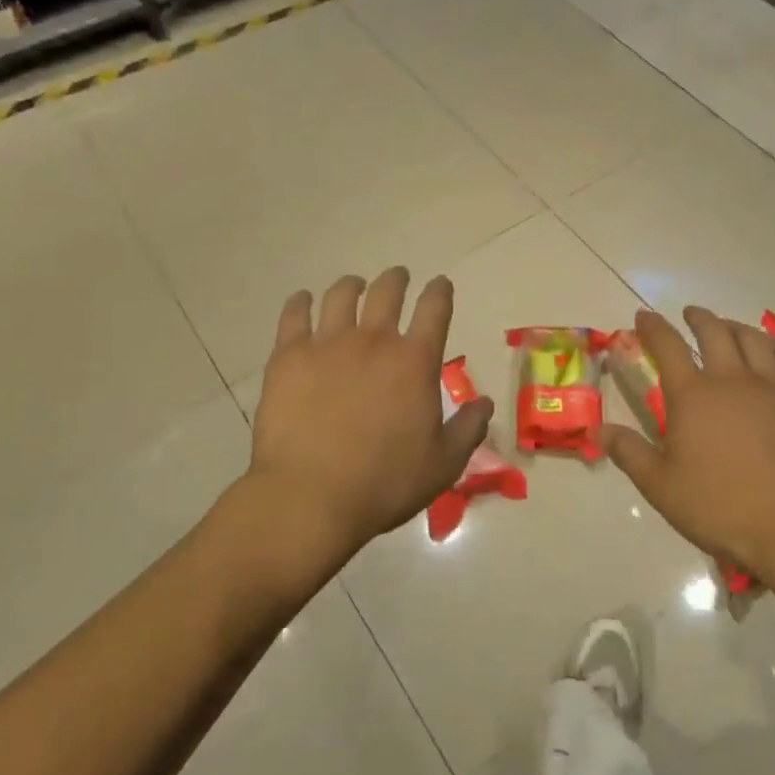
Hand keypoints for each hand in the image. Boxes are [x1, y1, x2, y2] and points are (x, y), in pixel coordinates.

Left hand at [247, 267, 494, 561]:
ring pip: (341, 295)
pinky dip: (301, 301)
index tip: (440, 284)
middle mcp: (374, 340)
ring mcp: (328, 344)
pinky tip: (303, 300)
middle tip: (398, 278)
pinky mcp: (289, 356)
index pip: (435, 308)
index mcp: (415, 361)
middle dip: (397, 279)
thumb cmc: (384, 483)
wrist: (310, 497)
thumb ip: (468, 429)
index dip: (440, 291)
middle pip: (387, 291)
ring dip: (352, 285)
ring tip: (354, 286)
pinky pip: (294, 314)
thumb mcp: (443, 464)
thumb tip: (485, 403)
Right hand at [605, 307, 774, 588]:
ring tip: (727, 326)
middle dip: (698, 318)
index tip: (644, 316)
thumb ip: (629, 453)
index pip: (667, 346)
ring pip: (752, 338)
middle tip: (690, 314)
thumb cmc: (722, 509)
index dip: (653, 327)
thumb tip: (598, 429)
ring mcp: (774, 385)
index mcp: (693, 395)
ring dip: (734, 326)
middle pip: (713, 332)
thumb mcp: (661, 487)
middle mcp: (732, 378)